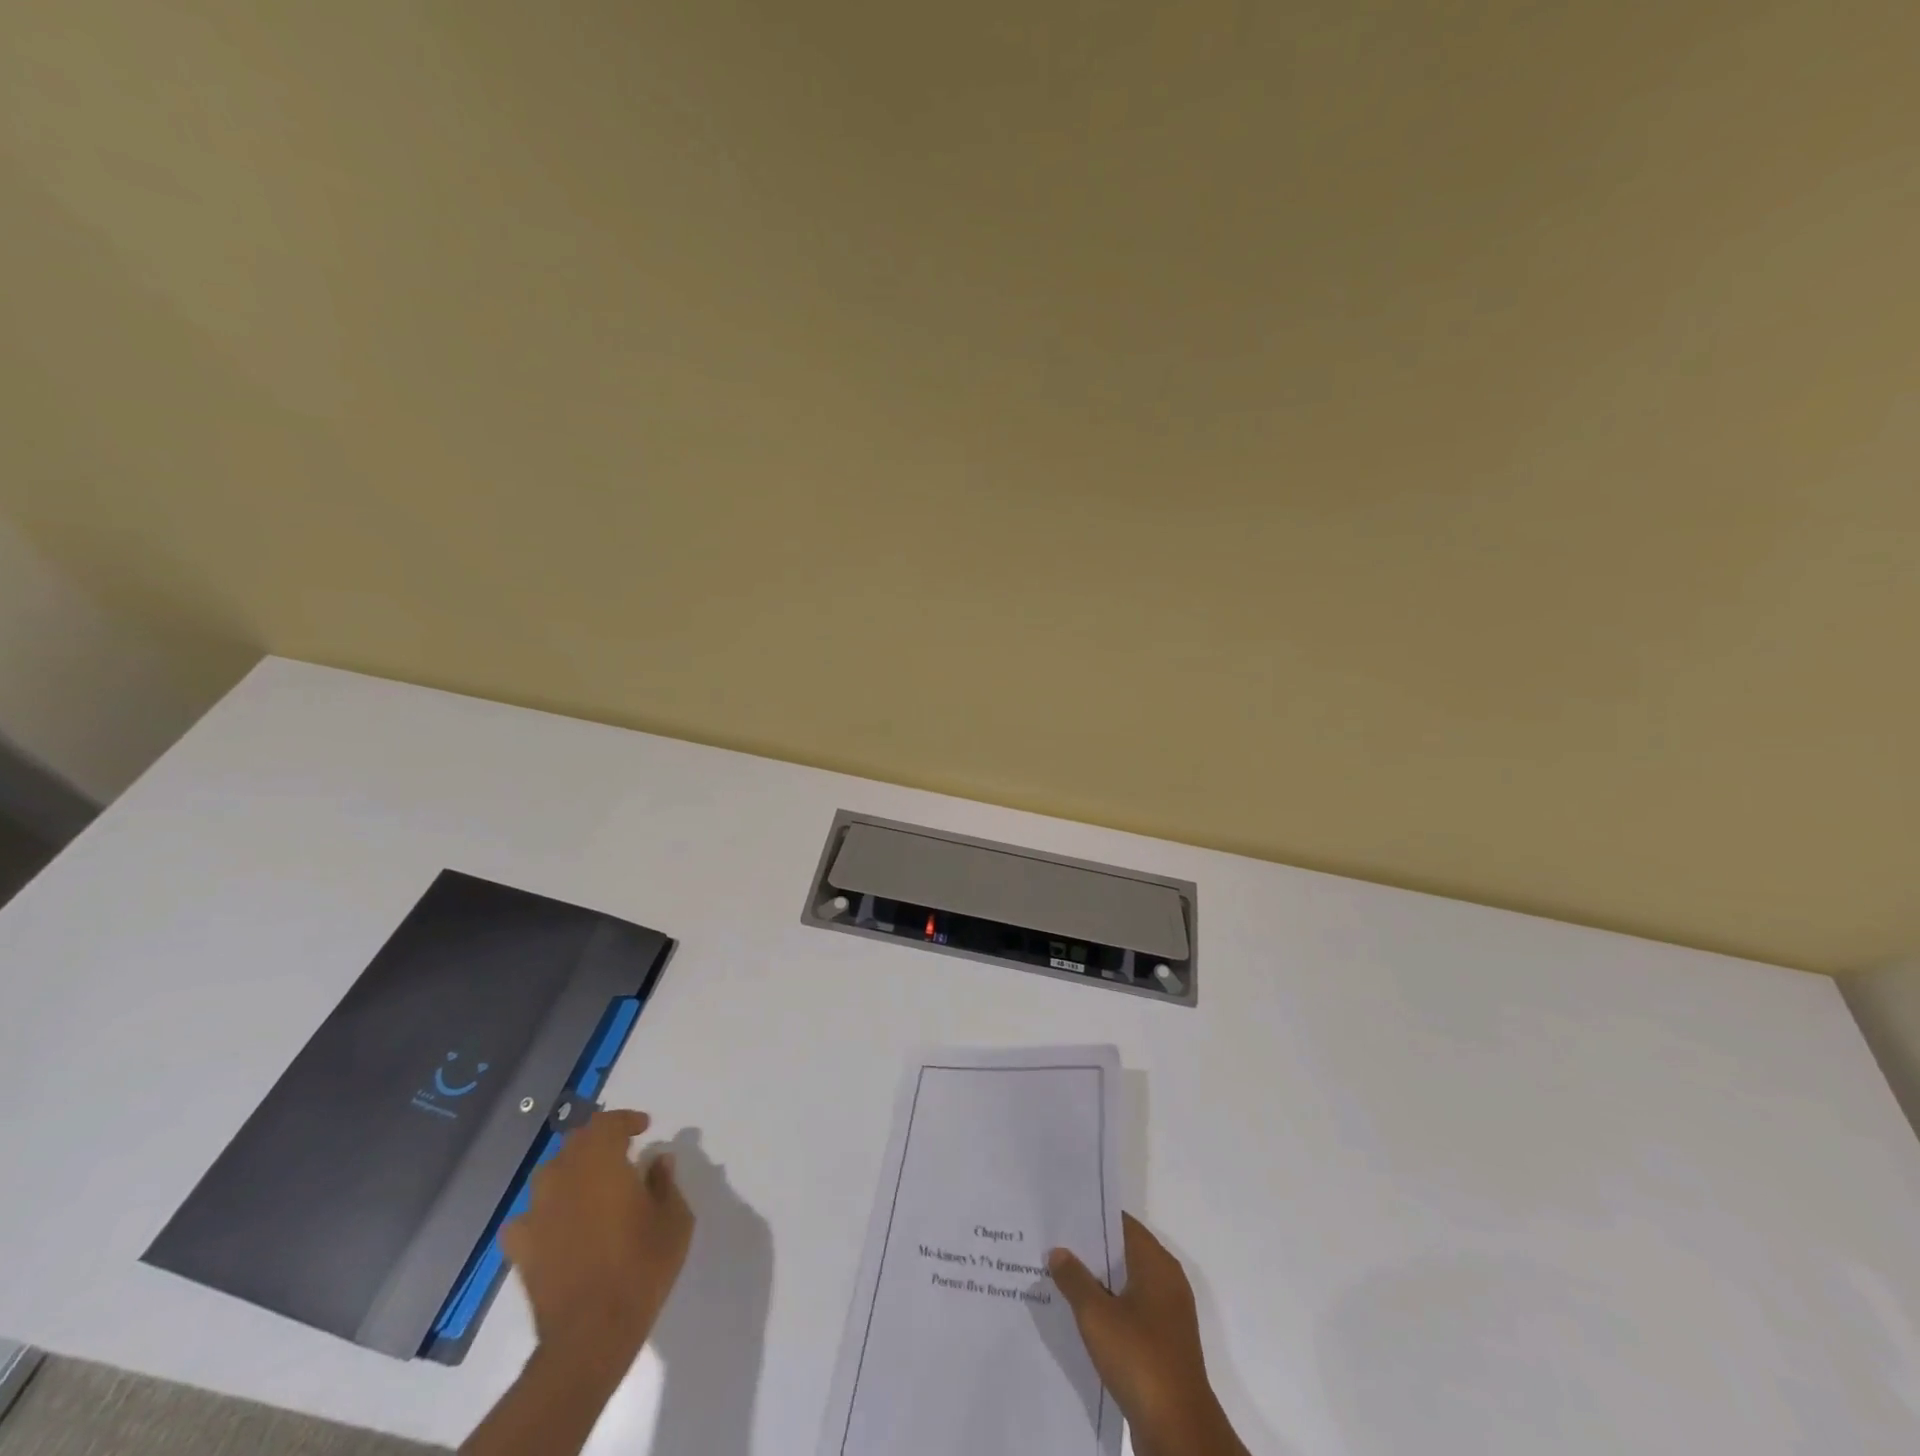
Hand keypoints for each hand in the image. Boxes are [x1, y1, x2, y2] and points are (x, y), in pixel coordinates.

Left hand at [501, 1109, 692, 1375]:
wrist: (591, 1335)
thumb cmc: (641, 1267)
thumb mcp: (674, 1219)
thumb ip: (665, 1182)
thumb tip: (658, 1161)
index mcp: (602, 1162)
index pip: (608, 1123)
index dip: (626, 1120)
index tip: (644, 1128)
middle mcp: (564, 1177)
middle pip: (576, 1142)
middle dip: (599, 1141)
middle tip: (621, 1154)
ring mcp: (536, 1212)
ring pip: (550, 1174)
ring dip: (571, 1171)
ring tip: (590, 1187)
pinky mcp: (521, 1248)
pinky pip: (527, 1216)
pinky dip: (543, 1213)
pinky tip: (556, 1225)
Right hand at [1049, 1214, 1248, 1455]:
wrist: (1178, 1431)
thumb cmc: (1139, 1358)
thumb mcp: (1096, 1315)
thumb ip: (1074, 1278)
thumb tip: (1058, 1250)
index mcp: (1156, 1263)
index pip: (1121, 1223)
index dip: (1092, 1218)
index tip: (1062, 1217)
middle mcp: (1167, 1281)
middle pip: (1123, 1253)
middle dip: (1090, 1251)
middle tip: (1053, 1245)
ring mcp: (1168, 1315)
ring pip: (1127, 1285)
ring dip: (1098, 1283)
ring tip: (1060, 1279)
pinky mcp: (1164, 1344)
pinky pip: (1132, 1312)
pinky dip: (1110, 1310)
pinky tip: (1081, 1318)